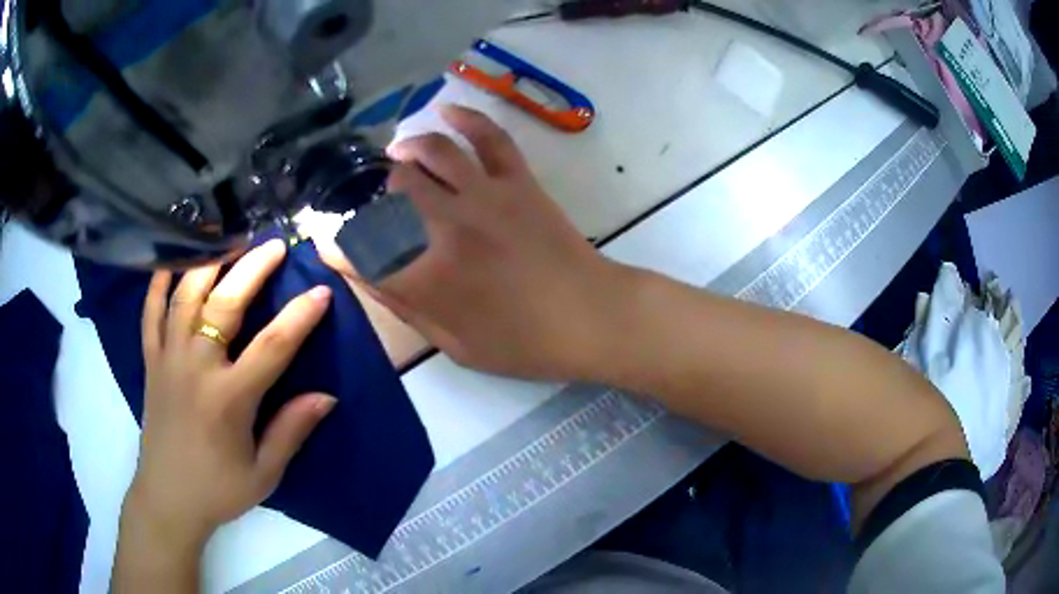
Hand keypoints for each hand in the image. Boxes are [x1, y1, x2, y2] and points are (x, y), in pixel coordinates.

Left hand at [124, 240, 336, 551]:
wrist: (168, 499)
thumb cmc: (219, 489)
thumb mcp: (264, 472)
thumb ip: (291, 430)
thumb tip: (327, 396)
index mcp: (229, 400)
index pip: (272, 347)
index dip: (300, 317)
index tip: (322, 292)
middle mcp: (196, 369)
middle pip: (224, 305)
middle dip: (252, 269)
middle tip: (274, 245)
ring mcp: (168, 360)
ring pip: (185, 297)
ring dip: (209, 265)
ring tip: (229, 242)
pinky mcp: (150, 362)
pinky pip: (150, 314)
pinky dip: (159, 284)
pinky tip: (170, 262)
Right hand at [341, 105, 629, 379]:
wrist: (590, 318)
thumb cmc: (523, 344)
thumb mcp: (454, 344)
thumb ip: (405, 306)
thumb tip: (364, 274)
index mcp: (427, 277)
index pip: (360, 250)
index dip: (336, 245)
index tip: (327, 241)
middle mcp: (445, 227)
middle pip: (389, 192)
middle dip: (370, 196)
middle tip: (373, 204)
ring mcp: (484, 195)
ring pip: (431, 153)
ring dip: (406, 151)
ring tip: (397, 157)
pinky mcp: (517, 181)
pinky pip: (488, 136)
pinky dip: (465, 118)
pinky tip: (445, 111)